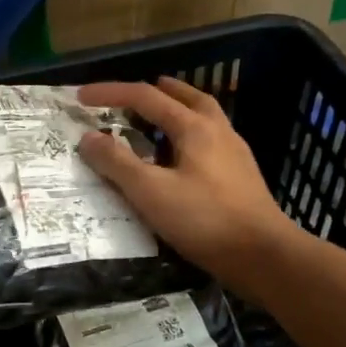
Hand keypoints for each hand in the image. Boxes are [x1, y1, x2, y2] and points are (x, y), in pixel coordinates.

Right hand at [77, 77, 292, 295]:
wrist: (264, 255)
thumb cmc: (204, 220)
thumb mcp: (151, 192)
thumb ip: (117, 163)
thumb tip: (88, 137)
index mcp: (195, 127)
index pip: (146, 97)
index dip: (111, 93)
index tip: (81, 97)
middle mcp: (218, 131)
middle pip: (186, 97)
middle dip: (156, 91)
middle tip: (131, 96)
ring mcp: (235, 153)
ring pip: (204, 118)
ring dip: (177, 111)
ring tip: (156, 122)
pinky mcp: (242, 177)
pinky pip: (211, 141)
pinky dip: (189, 136)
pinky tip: (182, 159)